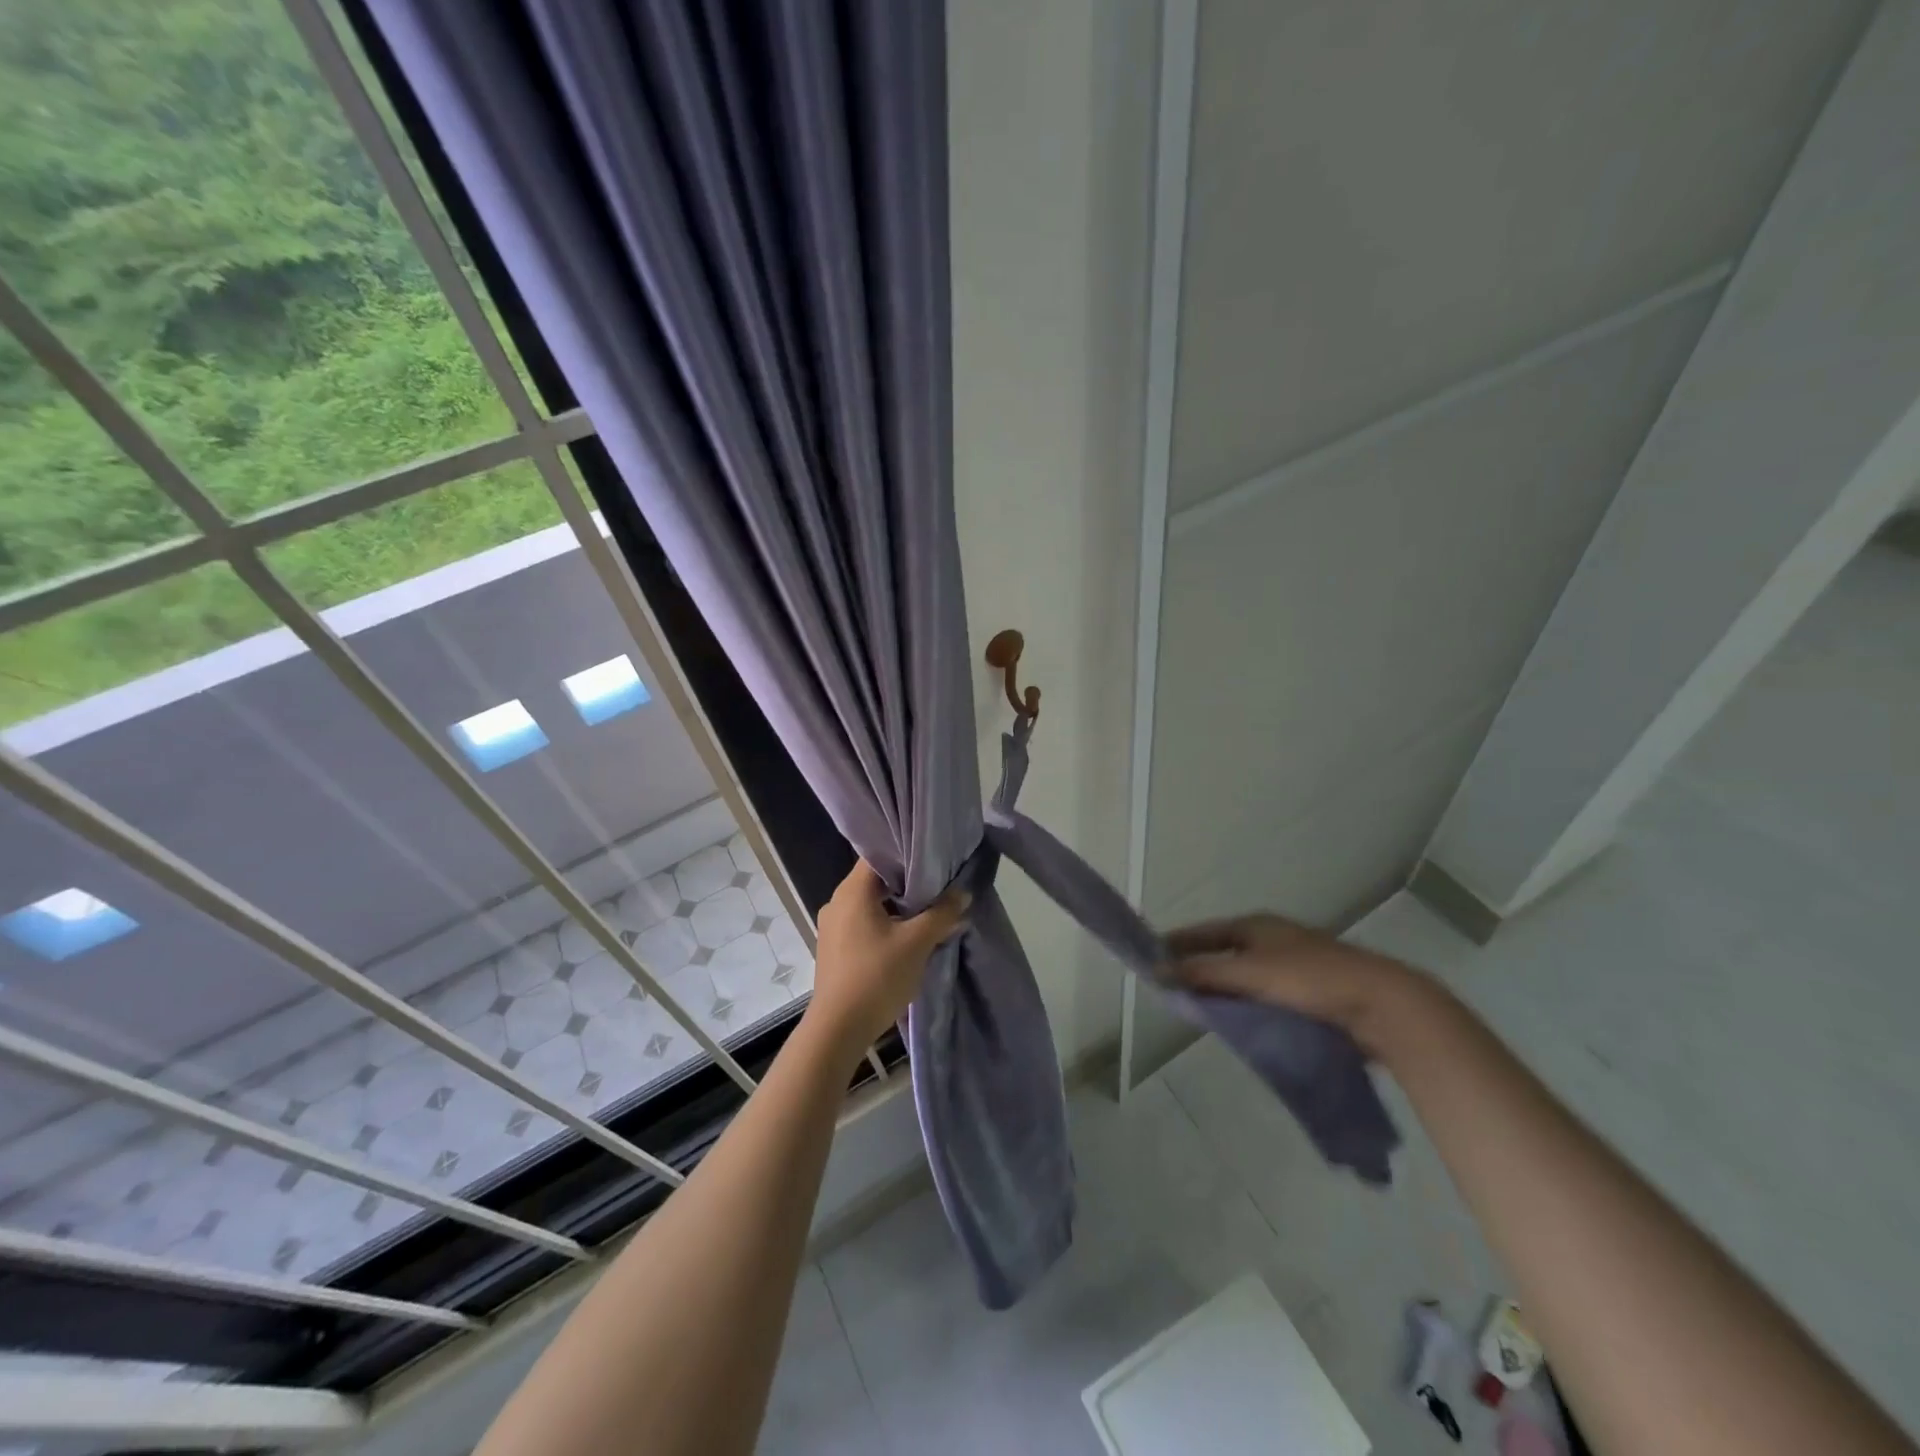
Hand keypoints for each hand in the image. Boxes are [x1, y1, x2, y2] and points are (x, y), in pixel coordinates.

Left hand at [807, 861, 968, 1049]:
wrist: (838, 1029)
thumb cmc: (877, 976)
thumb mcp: (917, 943)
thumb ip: (941, 914)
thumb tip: (963, 893)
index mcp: (853, 891)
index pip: (879, 855)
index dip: (907, 854)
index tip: (934, 859)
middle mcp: (838, 901)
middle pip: (877, 880)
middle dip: (909, 884)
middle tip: (940, 886)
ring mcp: (833, 926)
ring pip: (871, 904)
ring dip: (898, 907)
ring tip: (929, 912)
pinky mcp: (835, 948)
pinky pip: (864, 924)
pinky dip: (886, 924)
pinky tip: (908, 938)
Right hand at [1163, 912, 1423, 1053]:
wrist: (1382, 1004)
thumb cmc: (1310, 979)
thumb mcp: (1250, 974)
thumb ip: (1203, 973)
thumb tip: (1156, 972)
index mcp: (1256, 925)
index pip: (1204, 931)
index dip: (1177, 942)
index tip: (1150, 957)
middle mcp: (1273, 937)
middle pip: (1224, 950)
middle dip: (1199, 967)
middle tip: (1173, 988)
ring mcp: (1295, 962)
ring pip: (1246, 973)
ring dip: (1224, 987)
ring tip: (1201, 1008)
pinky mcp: (1313, 989)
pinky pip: (1266, 993)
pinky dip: (1248, 1002)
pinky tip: (1242, 1020)